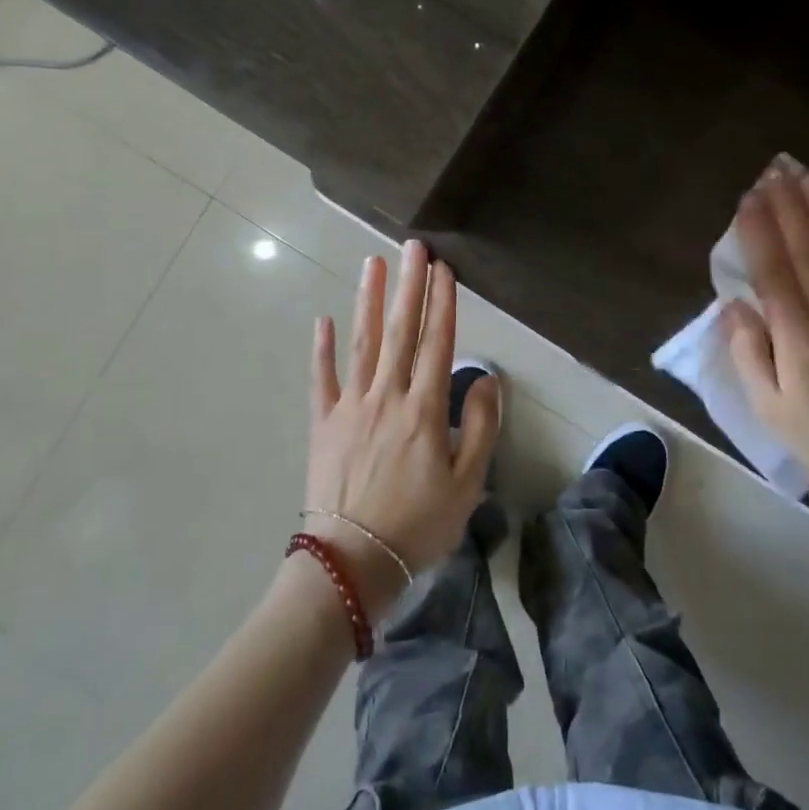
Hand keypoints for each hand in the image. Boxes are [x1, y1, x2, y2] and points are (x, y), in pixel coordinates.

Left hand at [303, 241, 498, 610]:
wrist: (352, 563)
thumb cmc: (418, 525)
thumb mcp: (467, 484)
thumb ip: (480, 427)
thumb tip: (487, 379)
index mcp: (424, 409)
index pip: (436, 343)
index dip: (441, 303)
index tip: (442, 269)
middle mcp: (387, 396)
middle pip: (400, 331)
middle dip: (408, 286)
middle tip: (412, 246)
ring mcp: (350, 407)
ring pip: (362, 343)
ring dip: (368, 301)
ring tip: (372, 263)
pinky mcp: (323, 424)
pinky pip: (321, 379)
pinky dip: (321, 348)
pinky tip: (323, 320)